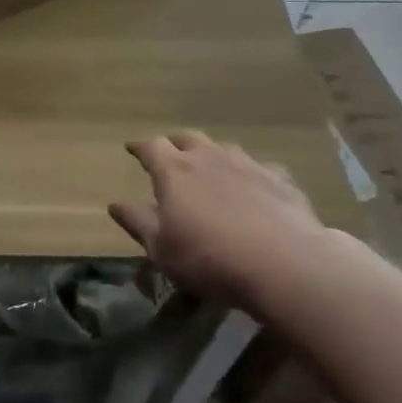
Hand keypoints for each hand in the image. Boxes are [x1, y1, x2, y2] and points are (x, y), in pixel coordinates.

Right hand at [109, 131, 331, 307]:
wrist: (285, 264)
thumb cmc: (210, 258)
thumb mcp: (161, 248)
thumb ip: (138, 222)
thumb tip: (115, 204)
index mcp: (174, 171)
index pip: (151, 147)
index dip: (140, 147)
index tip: (131, 148)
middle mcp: (208, 158)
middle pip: (187, 138)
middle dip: (174, 143)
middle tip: (169, 153)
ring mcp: (247, 165)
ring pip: (223, 148)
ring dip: (211, 154)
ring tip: (209, 167)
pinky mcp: (280, 180)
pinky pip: (258, 168)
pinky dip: (248, 173)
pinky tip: (254, 188)